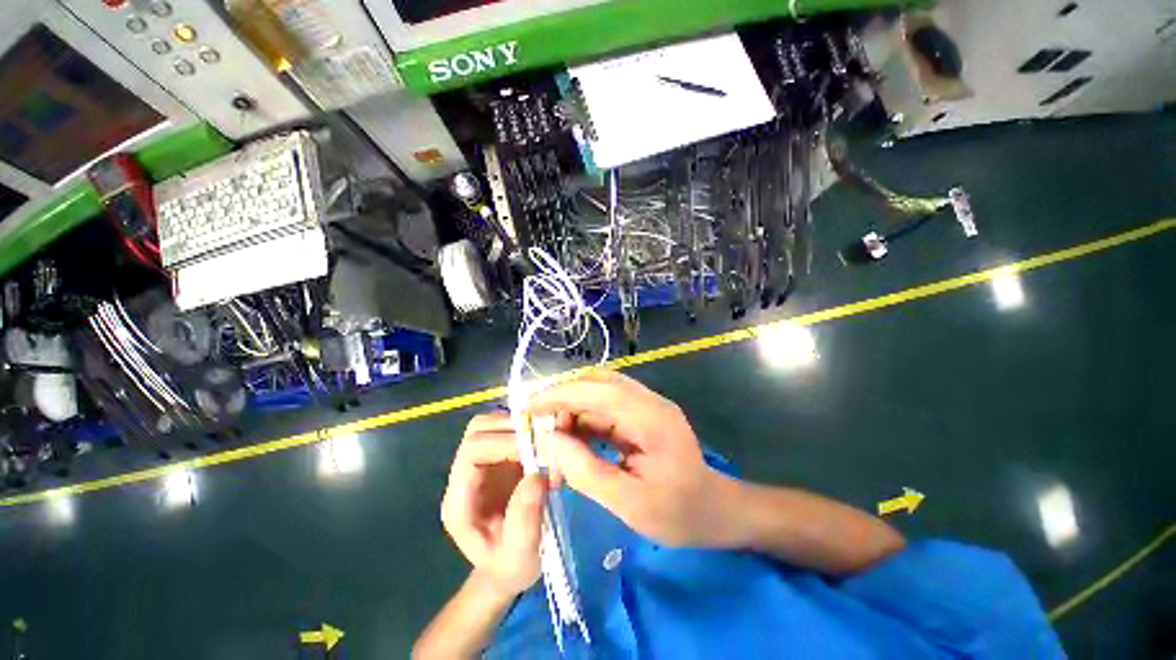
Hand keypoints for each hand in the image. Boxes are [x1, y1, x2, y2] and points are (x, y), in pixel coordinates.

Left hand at [441, 412, 546, 597]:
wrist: (508, 567)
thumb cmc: (511, 565)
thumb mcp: (521, 556)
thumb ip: (526, 522)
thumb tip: (537, 476)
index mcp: (460, 501)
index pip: (472, 451)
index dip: (504, 443)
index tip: (536, 450)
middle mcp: (464, 476)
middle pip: (478, 430)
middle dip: (513, 429)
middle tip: (544, 438)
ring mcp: (479, 464)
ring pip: (489, 424)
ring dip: (518, 425)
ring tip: (545, 437)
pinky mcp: (496, 458)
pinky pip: (505, 429)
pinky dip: (525, 427)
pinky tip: (544, 439)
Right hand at [528, 371, 740, 547]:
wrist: (713, 510)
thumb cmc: (678, 513)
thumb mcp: (630, 504)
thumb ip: (587, 471)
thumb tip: (551, 441)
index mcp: (651, 418)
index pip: (600, 391)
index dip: (561, 394)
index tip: (528, 407)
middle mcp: (648, 402)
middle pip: (598, 384)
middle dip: (563, 398)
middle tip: (537, 424)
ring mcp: (645, 406)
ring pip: (599, 394)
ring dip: (572, 410)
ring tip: (551, 437)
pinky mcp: (640, 415)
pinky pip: (605, 408)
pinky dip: (583, 420)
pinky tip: (571, 439)